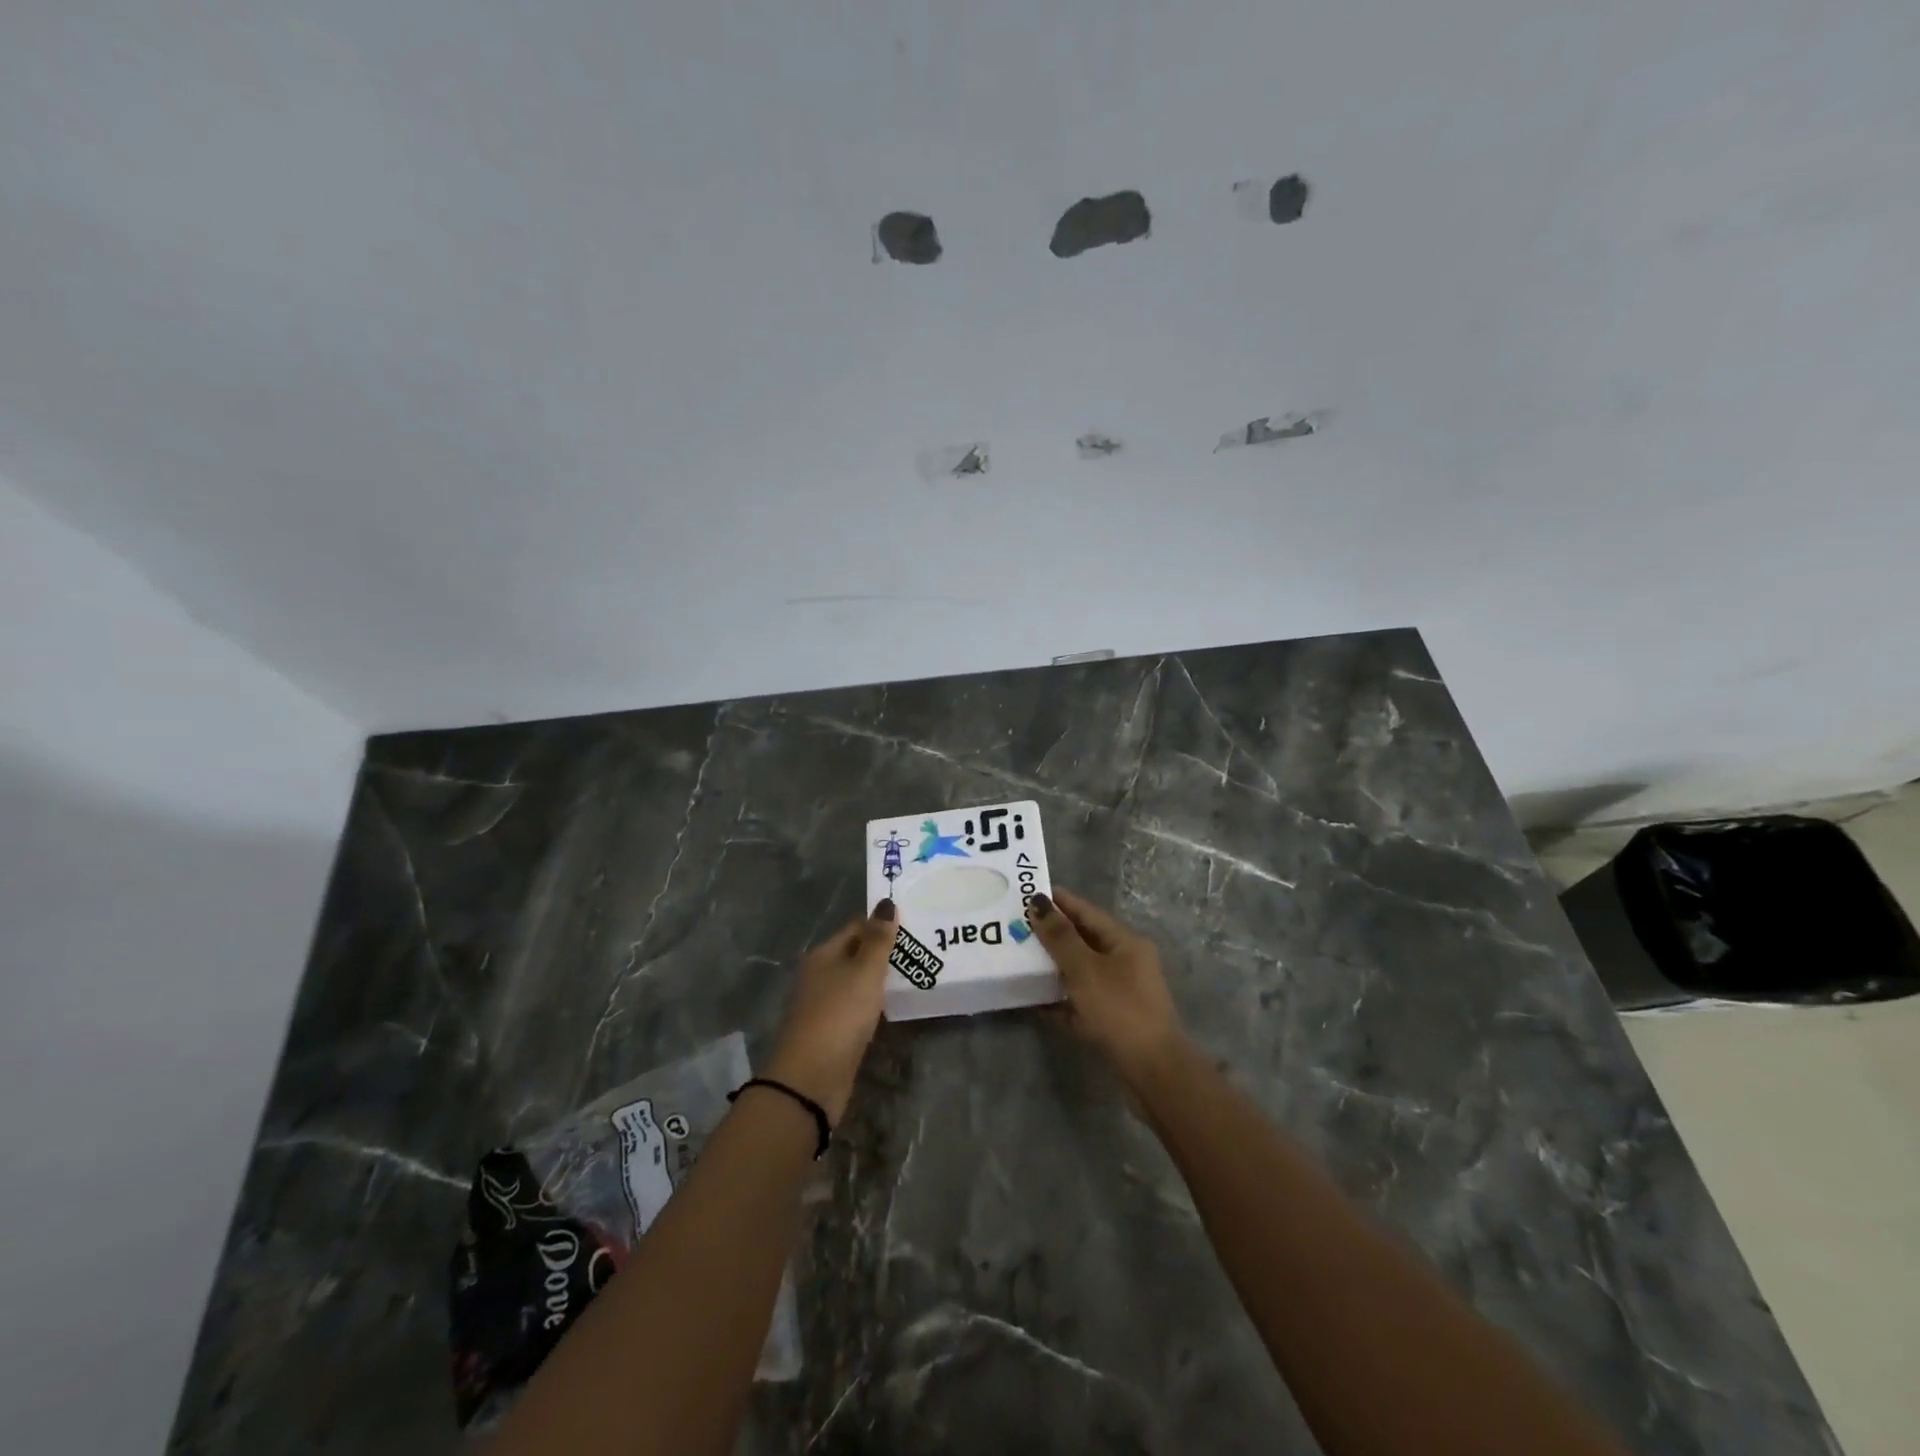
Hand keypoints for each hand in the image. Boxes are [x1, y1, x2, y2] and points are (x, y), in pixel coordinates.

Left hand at [765, 900, 898, 1122]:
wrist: (811, 1079)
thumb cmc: (839, 1015)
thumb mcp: (864, 972)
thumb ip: (878, 939)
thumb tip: (886, 902)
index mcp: (824, 954)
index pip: (857, 926)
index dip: (883, 923)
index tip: (915, 923)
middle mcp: (820, 974)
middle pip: (856, 953)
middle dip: (885, 951)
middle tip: (923, 949)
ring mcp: (824, 1004)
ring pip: (857, 981)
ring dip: (881, 979)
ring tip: (917, 974)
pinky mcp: (832, 1031)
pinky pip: (858, 1006)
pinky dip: (875, 1003)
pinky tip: (894, 1006)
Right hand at [1028, 889, 1188, 1088]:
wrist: (1153, 1072)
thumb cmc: (1119, 1010)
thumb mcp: (1085, 969)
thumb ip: (1060, 937)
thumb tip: (1038, 902)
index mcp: (1125, 942)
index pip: (1087, 912)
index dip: (1059, 901)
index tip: (1028, 893)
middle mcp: (1127, 963)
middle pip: (1084, 940)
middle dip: (1053, 934)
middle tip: (1017, 926)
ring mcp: (1122, 993)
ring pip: (1082, 972)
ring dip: (1054, 967)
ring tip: (1020, 959)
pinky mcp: (1114, 1021)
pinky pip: (1082, 1002)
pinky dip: (1062, 1000)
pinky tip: (1036, 1002)